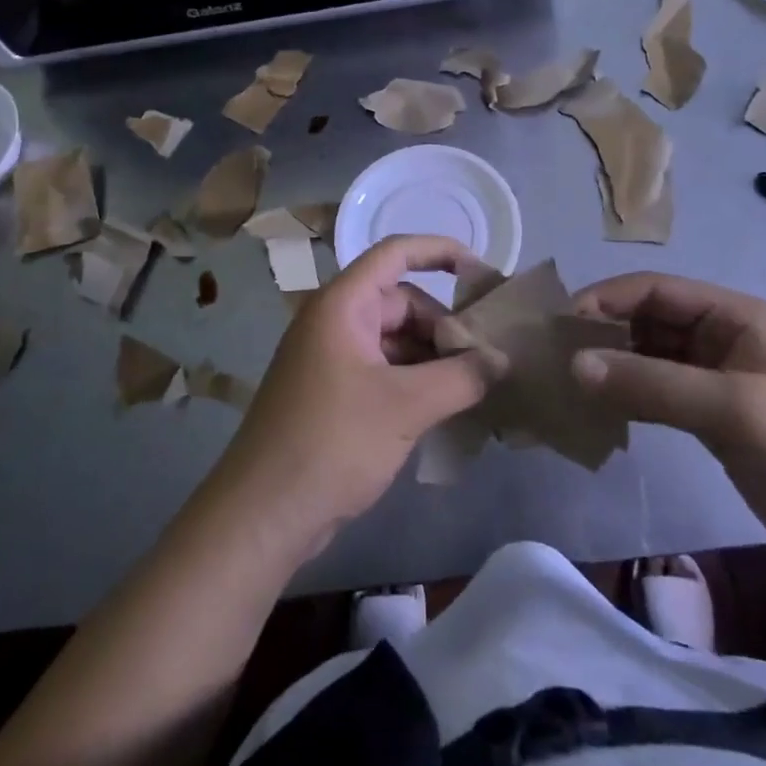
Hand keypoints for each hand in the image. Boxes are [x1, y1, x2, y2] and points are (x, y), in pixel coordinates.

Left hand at [212, 236, 493, 561]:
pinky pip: (384, 370)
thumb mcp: (405, 407)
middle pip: (401, 302)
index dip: (439, 251)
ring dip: (433, 357)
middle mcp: (335, 322)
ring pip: (395, 340)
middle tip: (486, 357)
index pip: (395, 254)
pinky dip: (415, 381)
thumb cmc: (332, 442)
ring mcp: (332, 359)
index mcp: (342, 305)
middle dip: (444, 325)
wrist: (263, 514)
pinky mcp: (334, 394)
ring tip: (475, 385)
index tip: (482, 271)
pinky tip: (446, 407)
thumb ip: (461, 377)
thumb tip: (502, 360)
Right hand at [570, 273, 765, 593]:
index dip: (605, 299)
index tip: (559, 326)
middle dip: (602, 333)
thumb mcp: (733, 410)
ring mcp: (717, 381)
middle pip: (646, 321)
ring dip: (611, 366)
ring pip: (648, 358)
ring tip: (566, 385)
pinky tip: (600, 413)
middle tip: (553, 358)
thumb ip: (652, 384)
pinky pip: (658, 394)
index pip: (653, 290)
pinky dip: (628, 398)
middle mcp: (721, 338)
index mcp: (732, 316)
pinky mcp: (714, 420)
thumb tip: (574, 365)